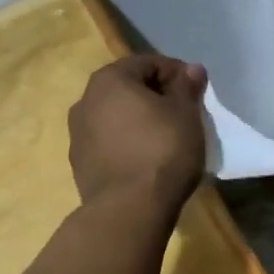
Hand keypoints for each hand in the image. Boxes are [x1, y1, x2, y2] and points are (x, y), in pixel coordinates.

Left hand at [68, 55, 208, 210]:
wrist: (129, 210)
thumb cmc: (162, 150)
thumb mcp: (185, 113)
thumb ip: (187, 86)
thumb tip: (191, 69)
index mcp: (109, 80)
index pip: (148, 63)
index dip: (176, 73)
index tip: (196, 92)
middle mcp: (85, 101)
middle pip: (128, 88)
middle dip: (156, 96)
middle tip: (183, 112)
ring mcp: (78, 134)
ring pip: (116, 116)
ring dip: (139, 120)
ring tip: (166, 137)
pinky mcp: (80, 164)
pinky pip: (109, 142)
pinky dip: (128, 142)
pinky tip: (147, 159)